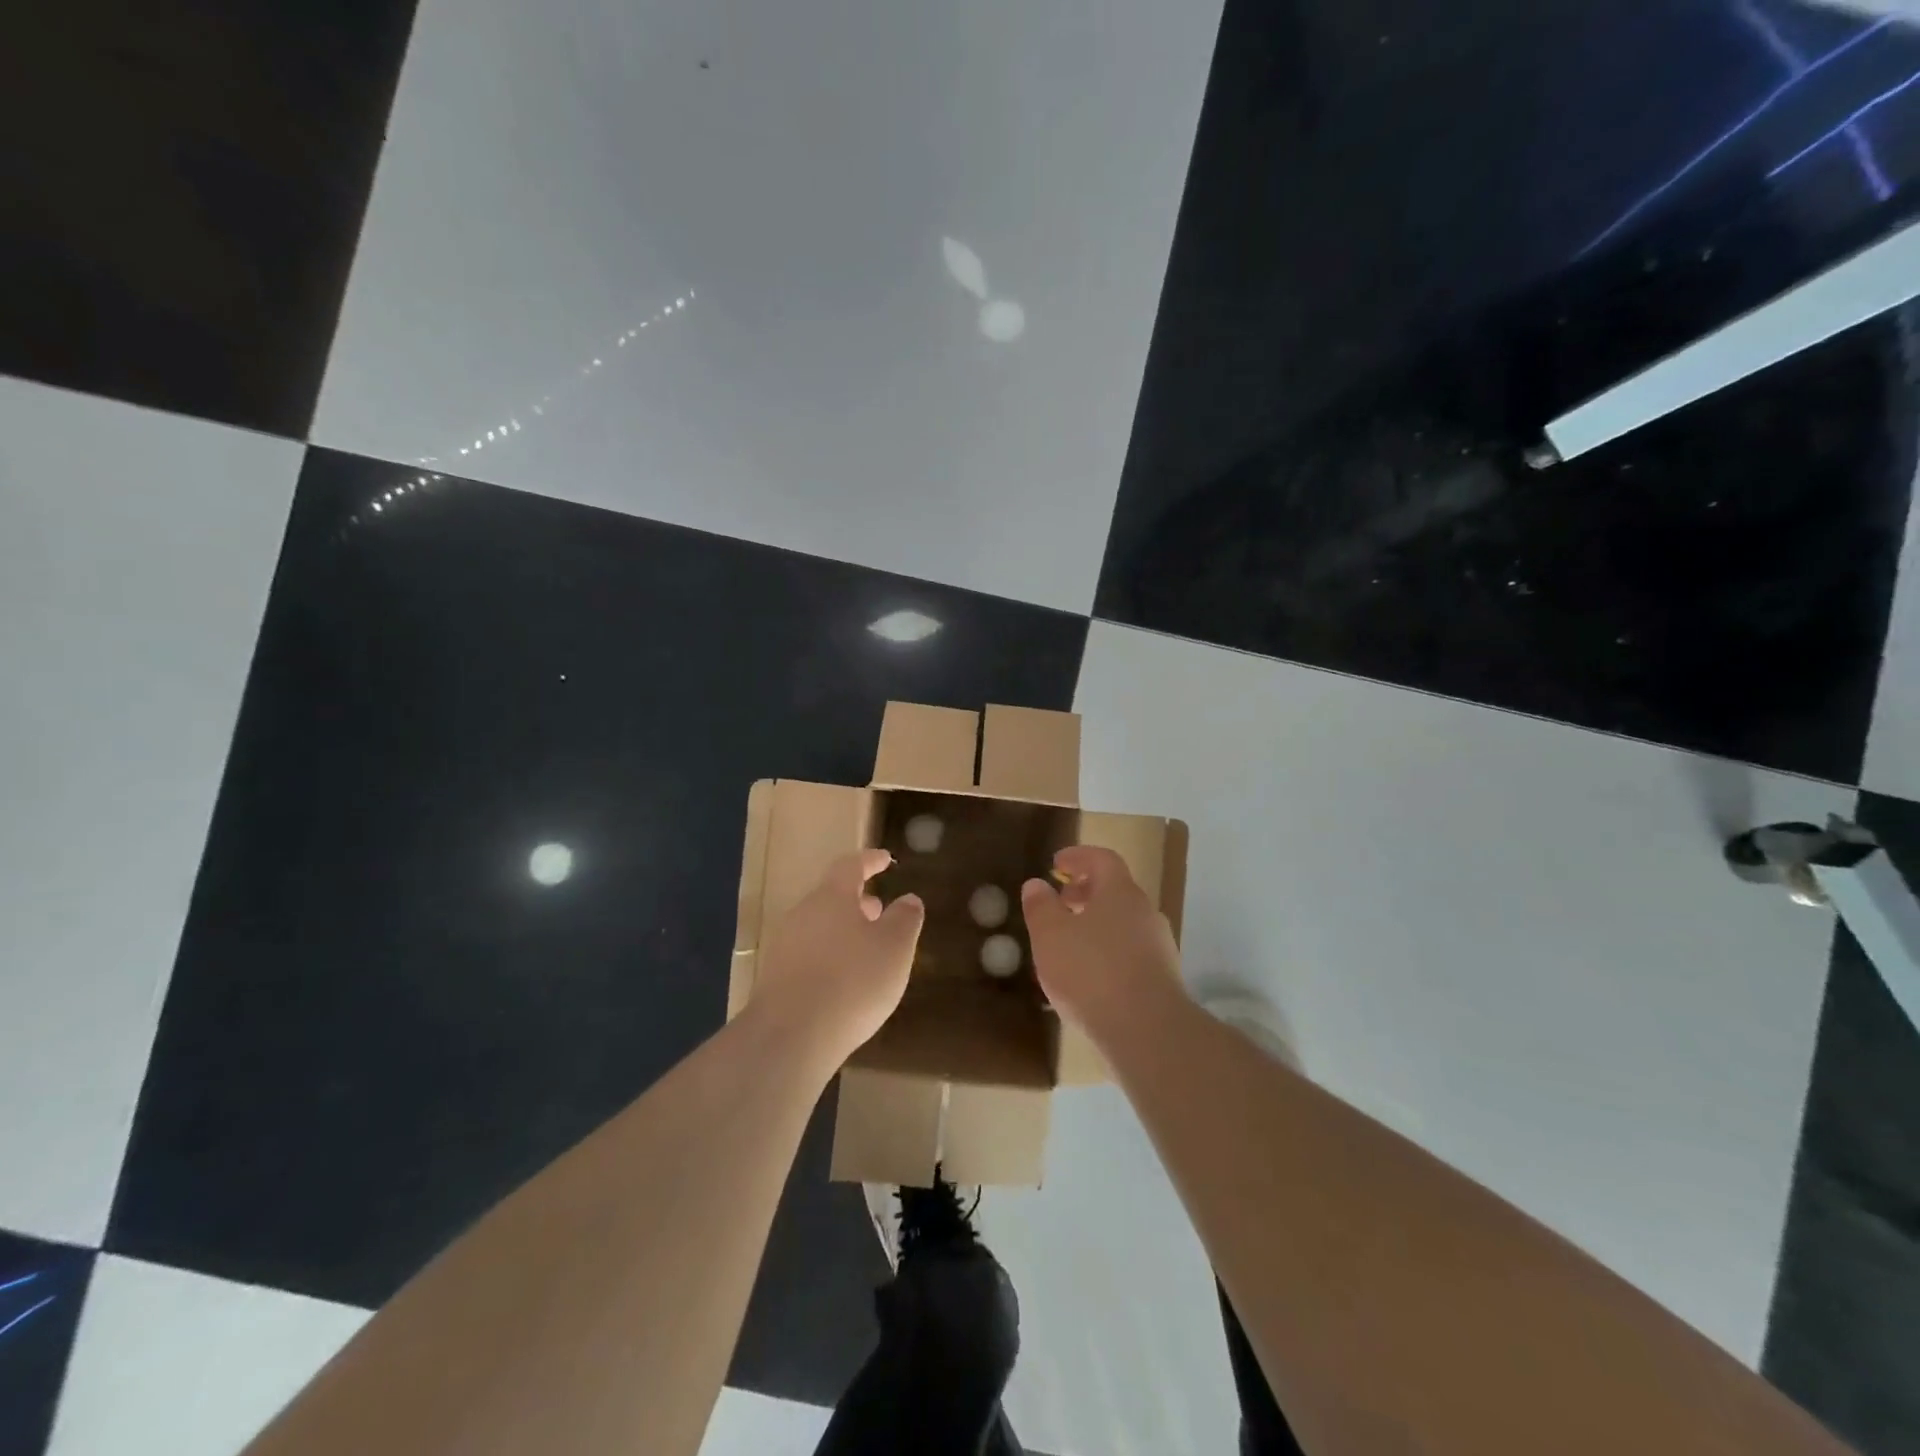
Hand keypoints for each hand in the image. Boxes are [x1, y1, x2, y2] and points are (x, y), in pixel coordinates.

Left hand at [752, 849, 924, 1064]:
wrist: (791, 1036)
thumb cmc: (853, 981)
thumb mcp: (895, 947)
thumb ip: (905, 919)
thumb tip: (909, 899)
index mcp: (832, 897)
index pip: (851, 866)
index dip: (870, 861)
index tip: (886, 859)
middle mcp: (803, 913)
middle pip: (831, 897)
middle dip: (857, 901)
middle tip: (879, 910)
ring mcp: (784, 946)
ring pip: (820, 927)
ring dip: (844, 931)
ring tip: (867, 949)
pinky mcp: (776, 979)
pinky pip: (809, 955)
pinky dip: (830, 957)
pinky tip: (845, 982)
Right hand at [1021, 845, 1185, 1041]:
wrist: (1148, 1031)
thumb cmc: (1092, 972)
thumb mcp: (1050, 936)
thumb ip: (1040, 907)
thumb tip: (1037, 885)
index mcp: (1120, 892)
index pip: (1102, 859)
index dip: (1078, 857)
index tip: (1056, 864)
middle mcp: (1145, 912)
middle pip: (1115, 891)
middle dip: (1085, 892)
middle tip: (1060, 903)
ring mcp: (1159, 946)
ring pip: (1123, 923)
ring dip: (1096, 924)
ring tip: (1069, 944)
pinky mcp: (1163, 979)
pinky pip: (1130, 952)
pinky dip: (1108, 952)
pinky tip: (1089, 977)